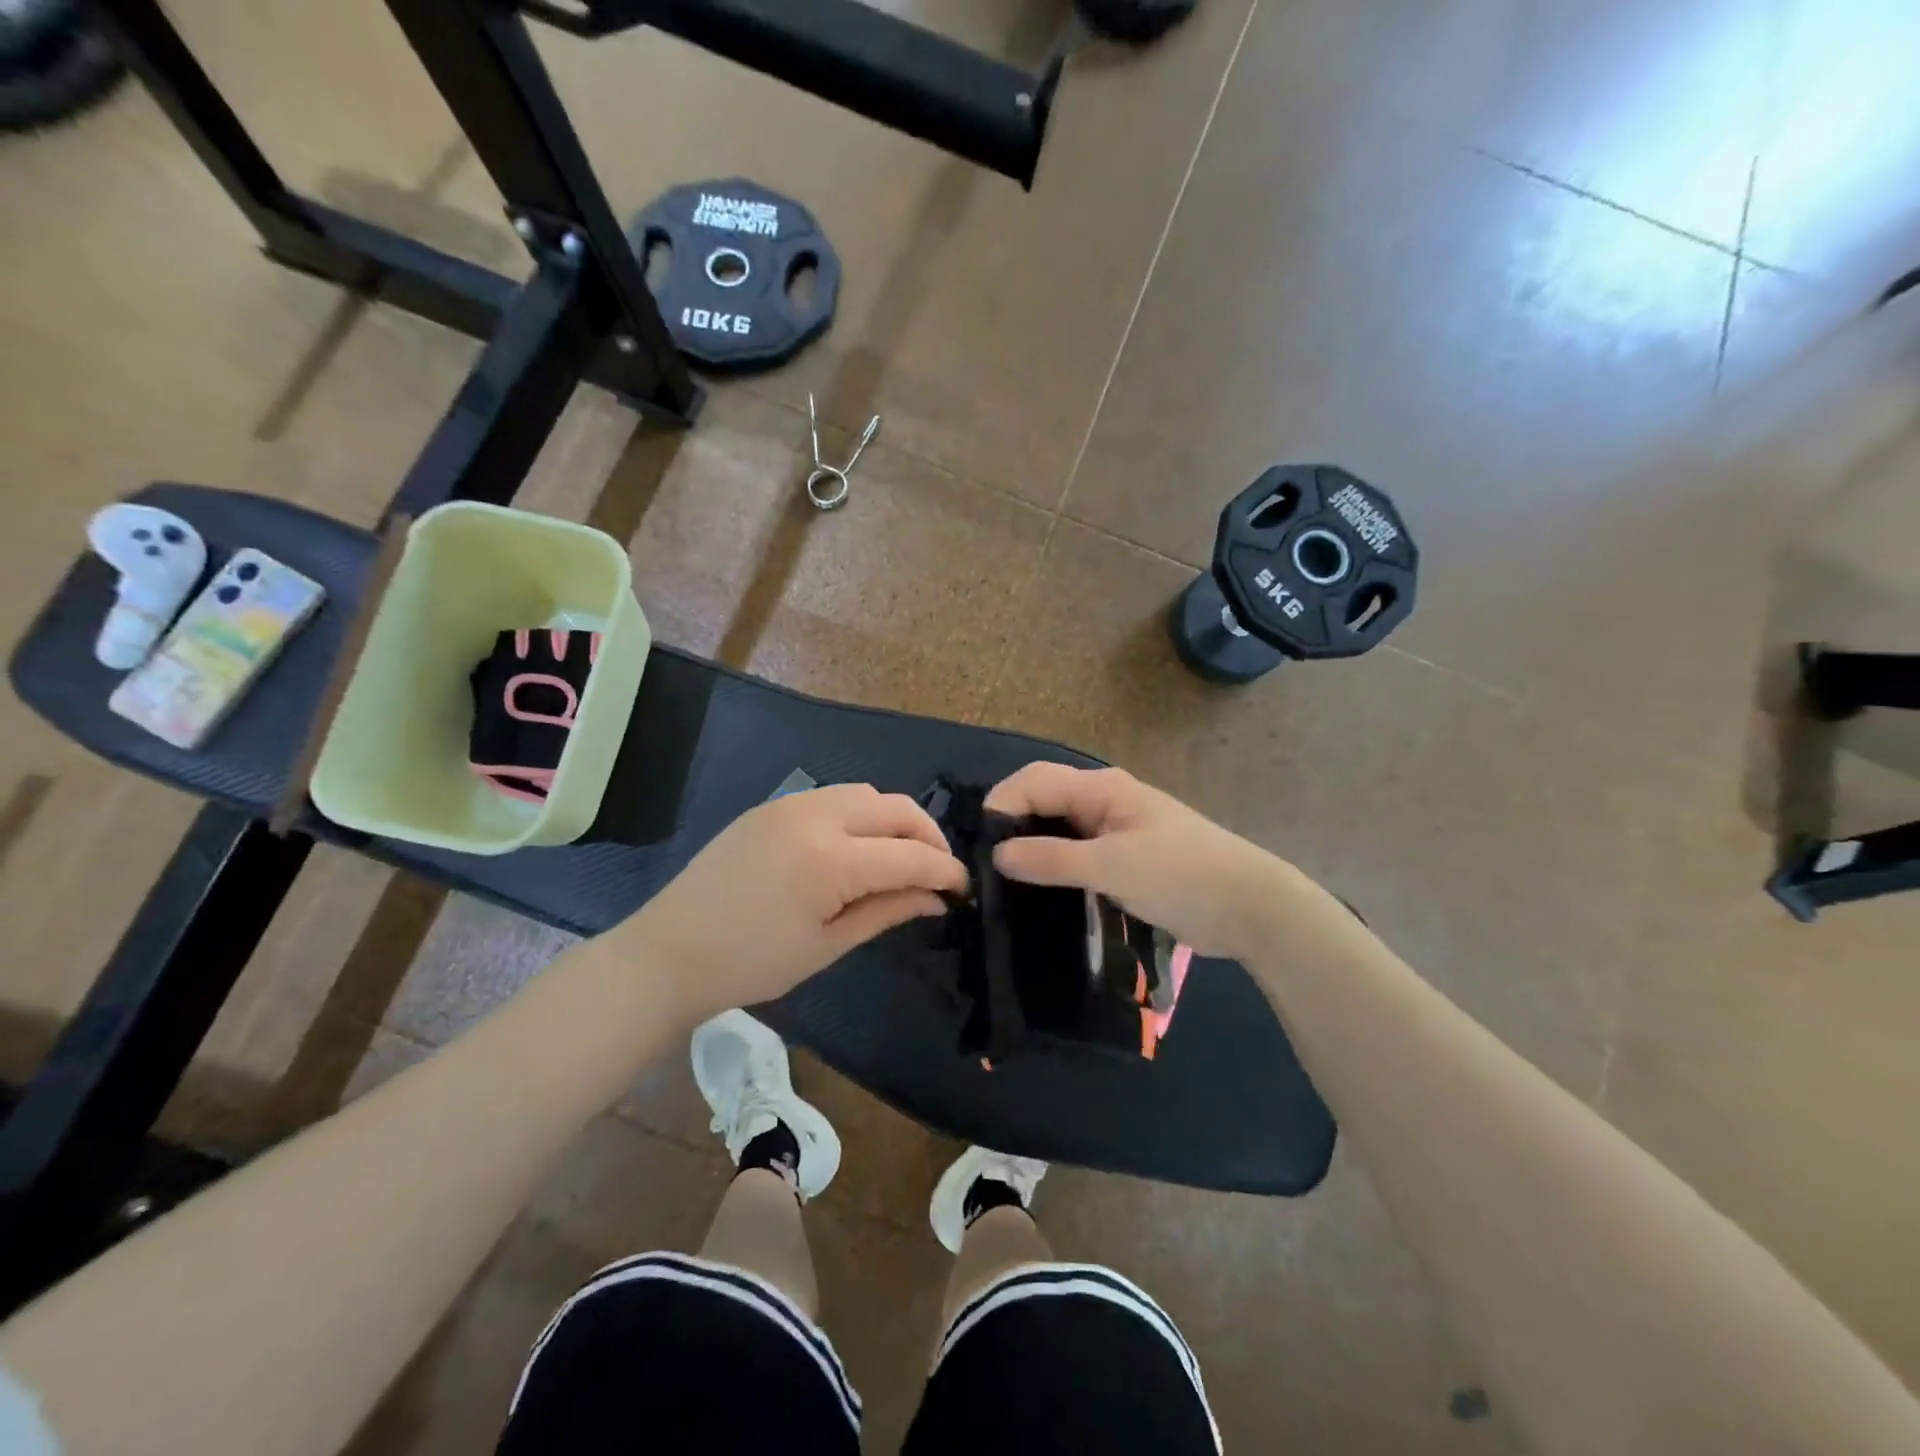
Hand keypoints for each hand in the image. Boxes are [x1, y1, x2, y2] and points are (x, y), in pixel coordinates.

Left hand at [623, 783, 966, 1020]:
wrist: (668, 952)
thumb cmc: (750, 964)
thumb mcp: (827, 945)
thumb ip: (887, 911)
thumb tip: (936, 897)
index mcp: (830, 860)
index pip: (910, 854)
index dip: (945, 870)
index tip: (963, 888)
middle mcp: (816, 816)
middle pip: (896, 808)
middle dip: (928, 837)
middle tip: (937, 872)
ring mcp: (791, 804)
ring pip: (867, 794)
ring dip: (895, 821)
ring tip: (900, 858)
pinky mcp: (773, 805)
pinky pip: (835, 797)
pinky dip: (862, 815)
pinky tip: (858, 847)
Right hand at [985, 763, 1297, 959]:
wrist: (1249, 907)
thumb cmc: (1181, 875)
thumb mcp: (1112, 866)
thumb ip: (1052, 858)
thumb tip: (998, 854)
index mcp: (1101, 789)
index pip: (1034, 781)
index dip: (1002, 804)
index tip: (977, 845)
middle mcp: (1102, 803)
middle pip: (1042, 802)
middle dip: (1011, 826)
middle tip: (983, 867)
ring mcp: (1113, 832)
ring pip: (1057, 830)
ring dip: (1030, 849)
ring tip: (1001, 883)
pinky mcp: (1121, 861)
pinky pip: (1074, 856)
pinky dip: (1052, 868)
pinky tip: (1036, 892)